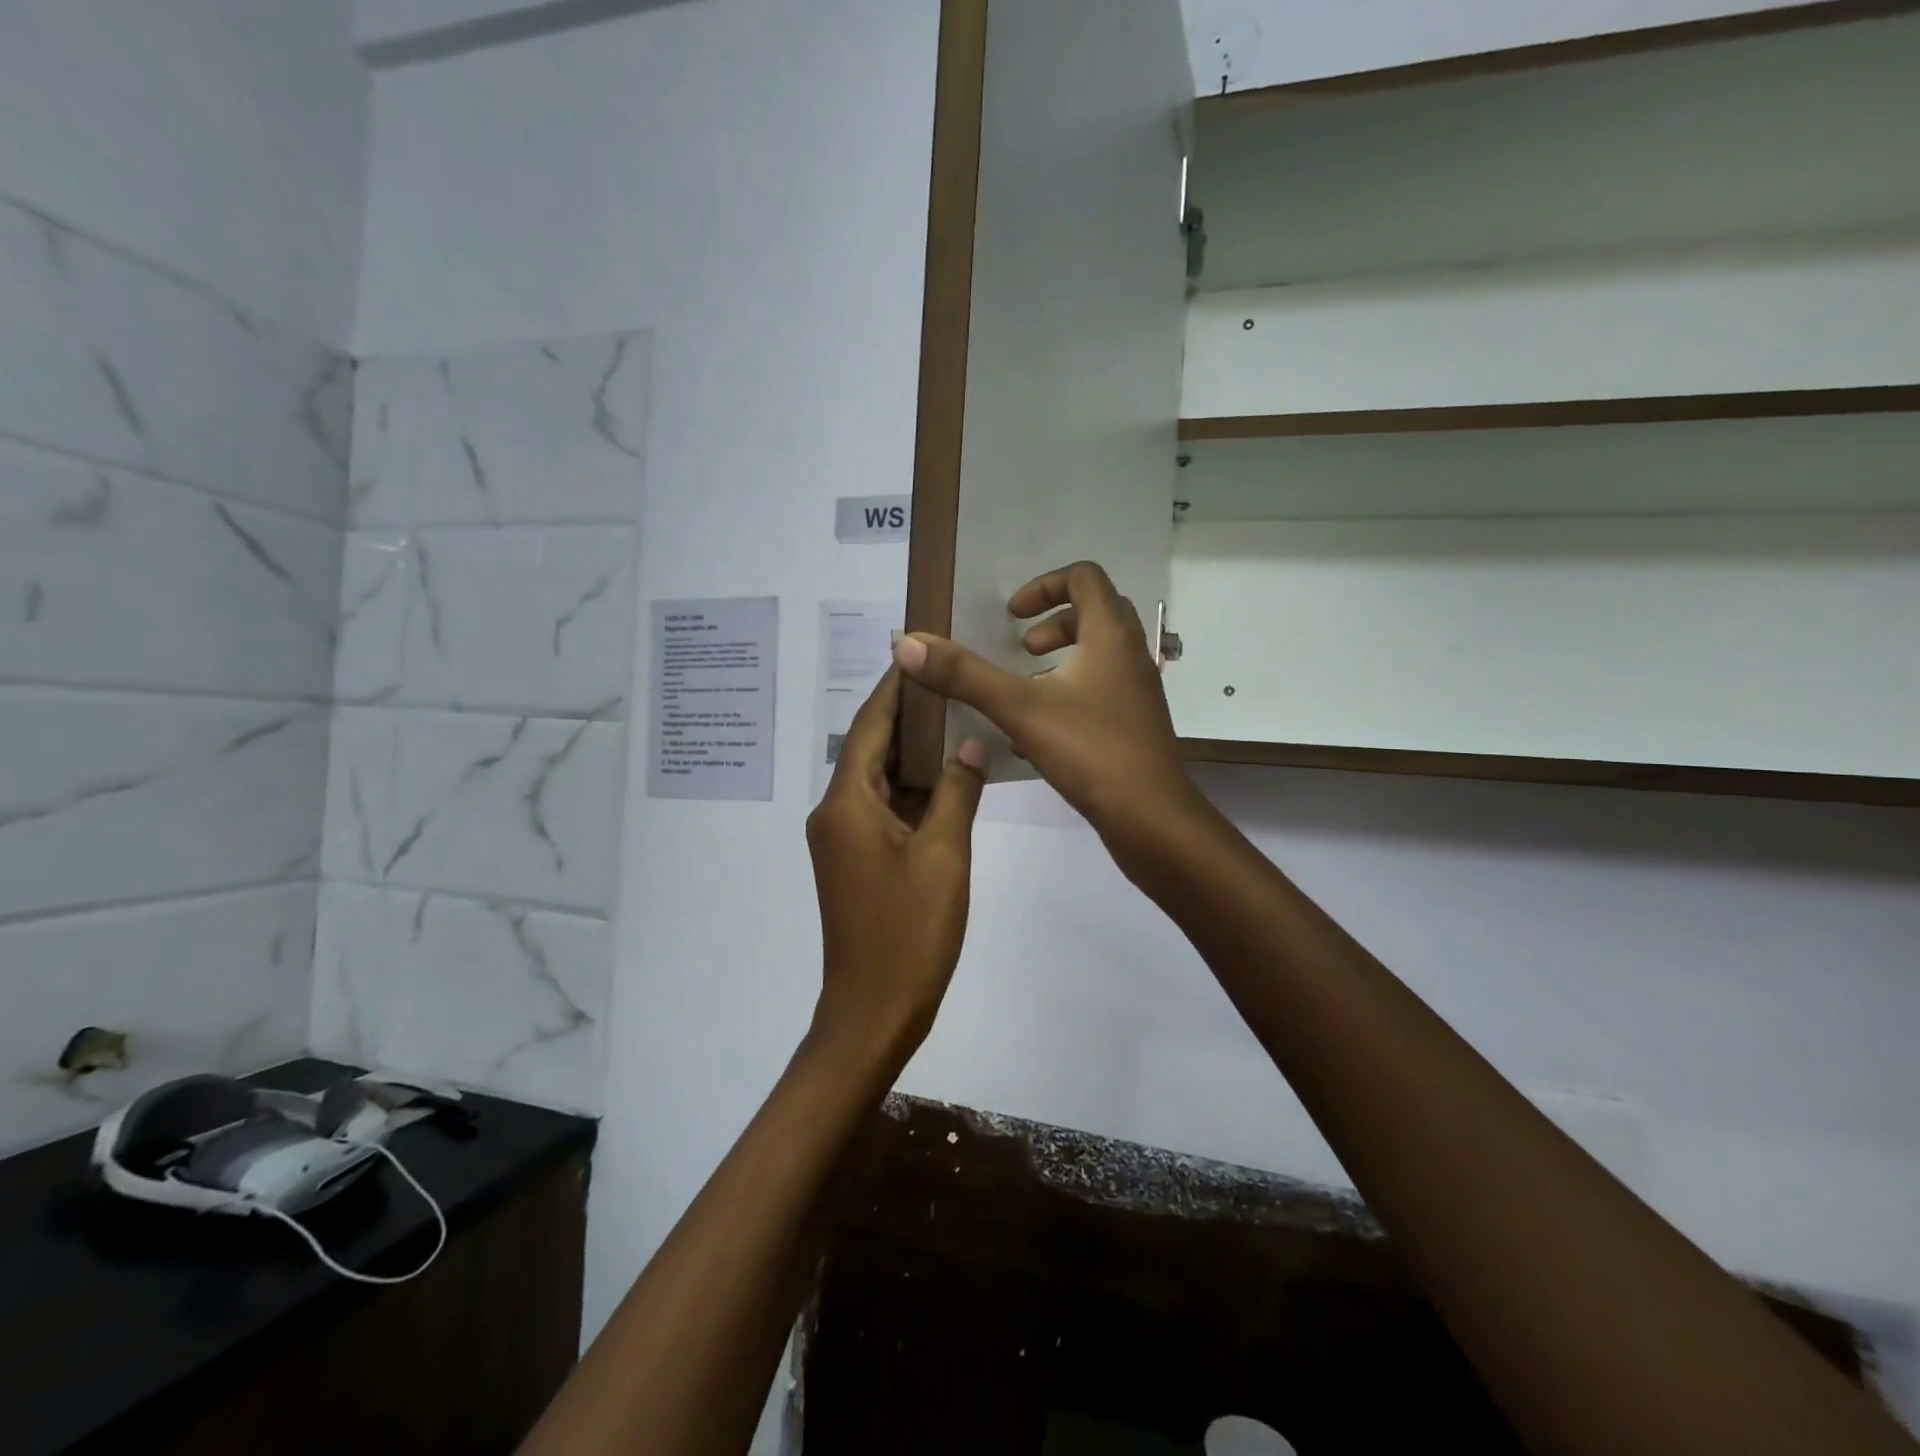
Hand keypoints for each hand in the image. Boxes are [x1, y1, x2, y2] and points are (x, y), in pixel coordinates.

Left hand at [805, 667, 987, 1073]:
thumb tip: (972, 740)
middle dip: (906, 713)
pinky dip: (912, 788)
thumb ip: (958, 791)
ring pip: (878, 778)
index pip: (868, 725)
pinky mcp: (855, 860)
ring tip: (955, 713)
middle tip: (949, 676)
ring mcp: (843, 839)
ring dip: (911, 751)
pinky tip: (947, 774)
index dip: (893, 686)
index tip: (918, 649)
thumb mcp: (944, 856)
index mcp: (846, 803)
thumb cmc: (908, 933)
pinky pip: (883, 808)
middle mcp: (835, 812)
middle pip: (869, 747)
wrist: (873, 1013)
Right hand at [893, 561, 1201, 850]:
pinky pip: (1100, 693)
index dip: (1044, 586)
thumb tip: (907, 641)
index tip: (1011, 615)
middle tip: (1023, 649)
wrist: (1152, 818)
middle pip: (1095, 613)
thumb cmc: (1091, 750)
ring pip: (1098, 657)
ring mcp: (1137, 692)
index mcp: (1110, 634)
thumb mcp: (1019, 708)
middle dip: (1053, 623)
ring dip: (1060, 662)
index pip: (1084, 577)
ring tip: (1026, 688)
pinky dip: (1068, 697)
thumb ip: (964, 674)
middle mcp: (1130, 655)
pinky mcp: (1135, 726)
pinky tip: (1036, 737)